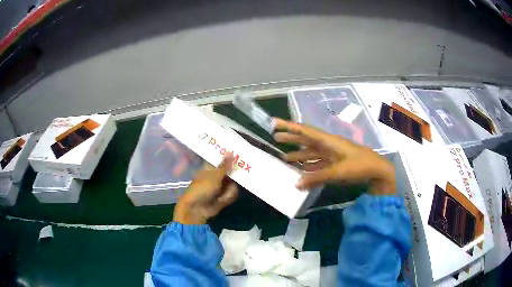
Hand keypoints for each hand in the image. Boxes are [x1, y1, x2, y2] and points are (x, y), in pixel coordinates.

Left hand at [174, 154, 237, 224]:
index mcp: (211, 168)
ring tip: (222, 195)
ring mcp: (221, 187)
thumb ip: (225, 165)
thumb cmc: (202, 188)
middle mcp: (217, 176)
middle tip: (245, 172)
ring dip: (229, 190)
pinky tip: (222, 200)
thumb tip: (230, 151)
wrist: (197, 208)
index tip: (241, 155)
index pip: (223, 160)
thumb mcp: (214, 175)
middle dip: (235, 175)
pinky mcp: (224, 197)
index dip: (231, 158)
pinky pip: (232, 194)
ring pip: (234, 184)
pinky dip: (228, 197)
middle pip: (231, 172)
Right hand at [273, 118, 395, 195]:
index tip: (274, 123)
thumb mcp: (338, 171)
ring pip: (311, 152)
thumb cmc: (359, 165)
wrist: (377, 170)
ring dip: (299, 154)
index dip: (289, 126)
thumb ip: (317, 177)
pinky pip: (318, 163)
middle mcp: (328, 145)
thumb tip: (296, 184)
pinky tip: (302, 171)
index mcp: (328, 141)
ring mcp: (332, 154)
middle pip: (306, 140)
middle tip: (275, 138)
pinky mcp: (336, 163)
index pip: (305, 131)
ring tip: (285, 158)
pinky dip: (309, 166)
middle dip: (291, 138)